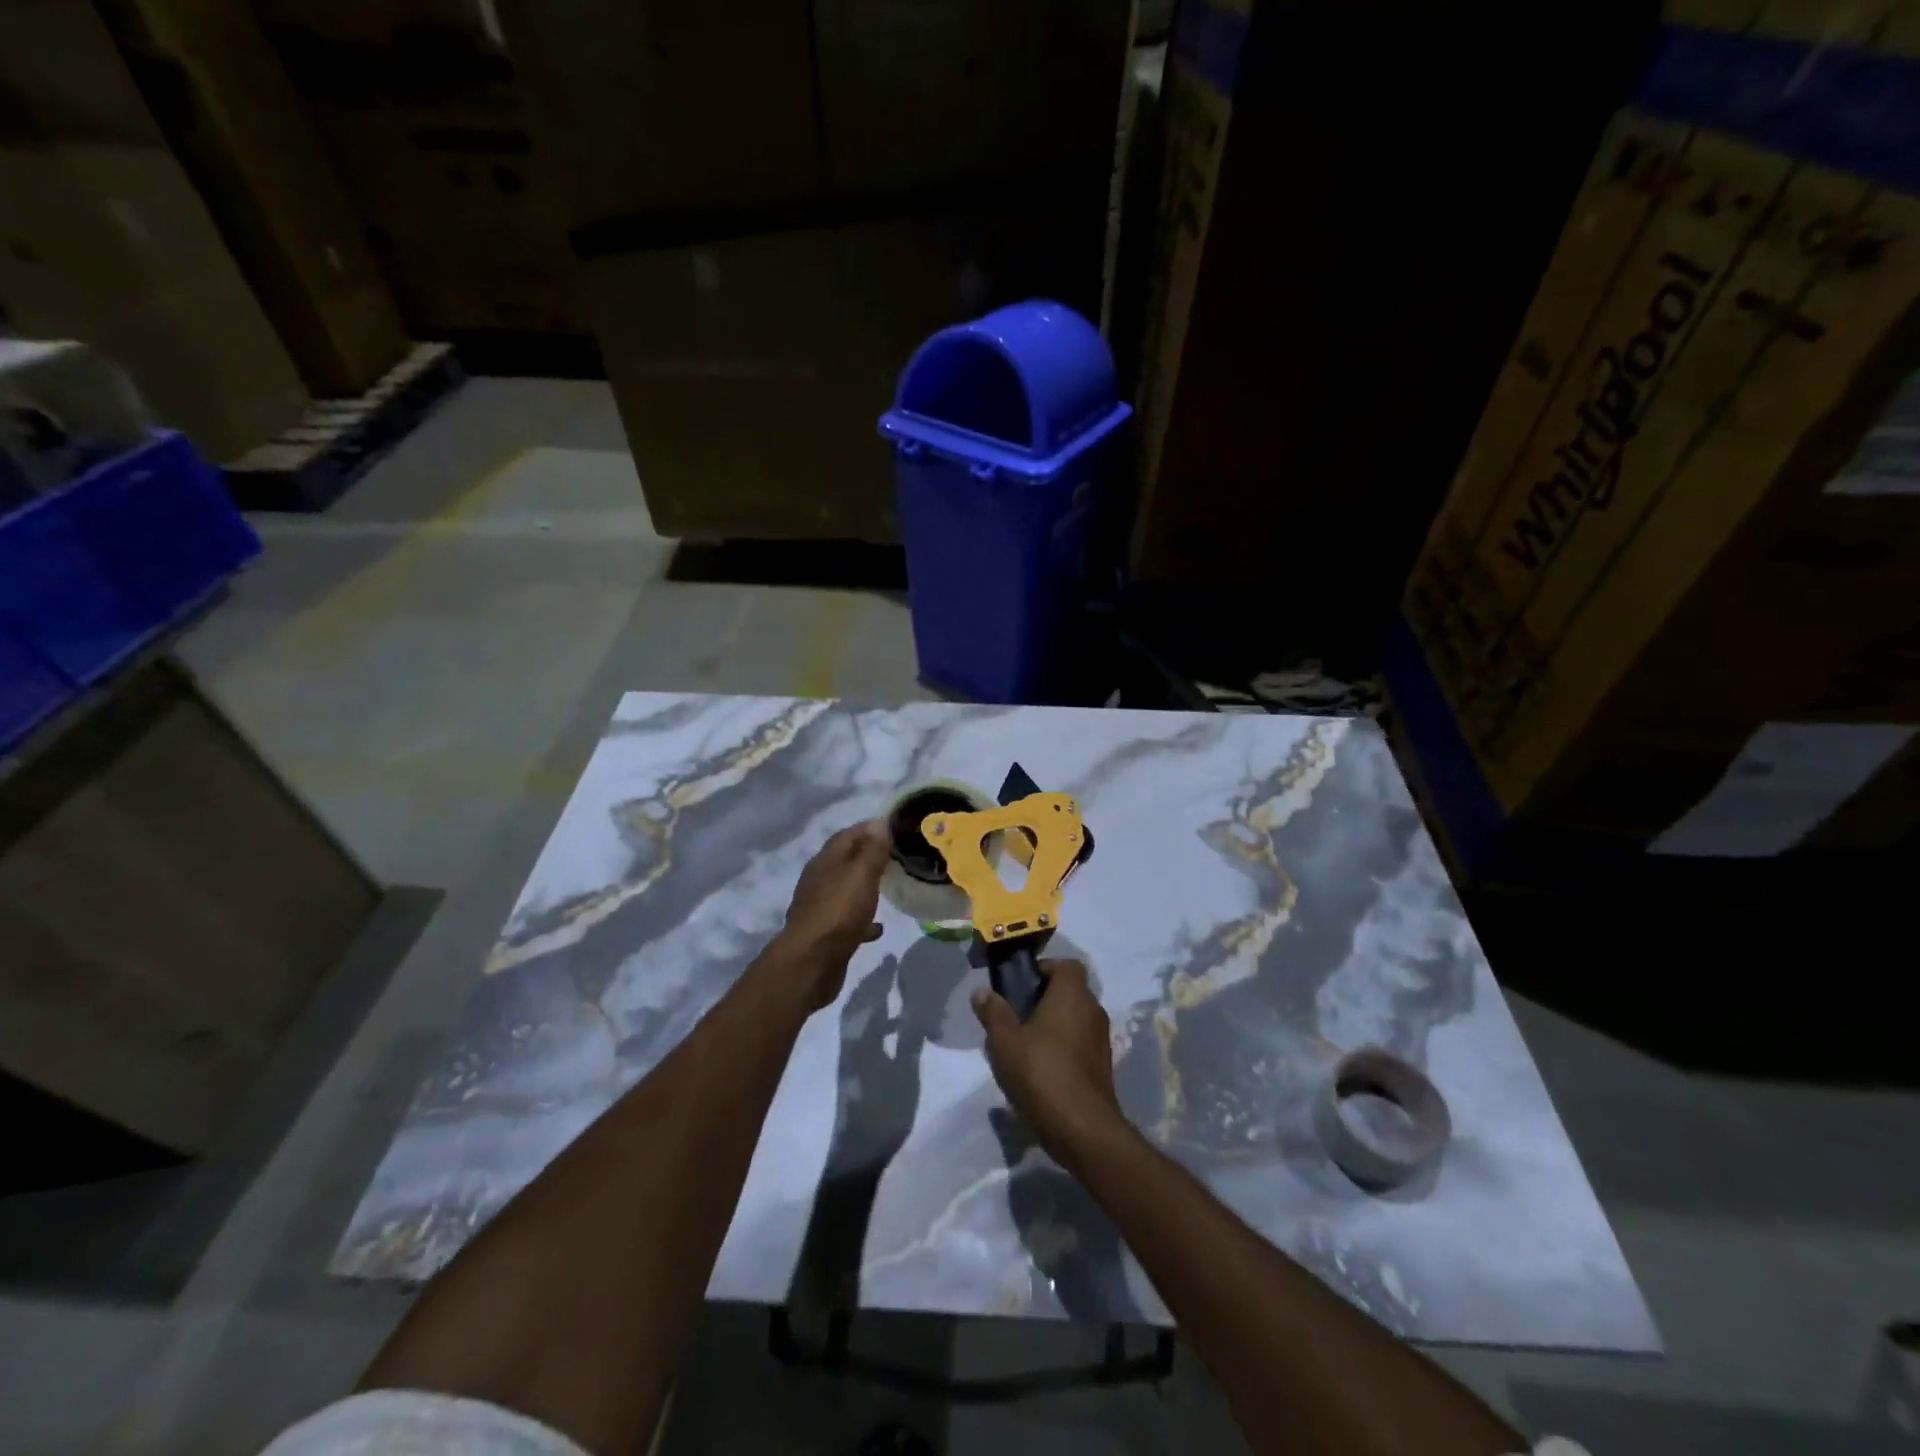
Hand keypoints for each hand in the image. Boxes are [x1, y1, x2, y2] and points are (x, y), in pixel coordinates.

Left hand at [774, 820, 889, 1008]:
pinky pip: (848, 919)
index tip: (895, 827)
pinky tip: (879, 926)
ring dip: (865, 886)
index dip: (870, 828)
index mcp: (826, 861)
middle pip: (846, 860)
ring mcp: (821, 908)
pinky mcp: (826, 934)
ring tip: (890, 886)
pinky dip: (863, 918)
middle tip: (897, 856)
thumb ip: (873, 850)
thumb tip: (881, 824)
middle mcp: (820, 880)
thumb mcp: (861, 874)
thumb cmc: (838, 912)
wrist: (810, 963)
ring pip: (847, 889)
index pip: (848, 834)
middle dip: (869, 856)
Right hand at [972, 960, 1123, 1162]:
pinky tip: (1040, 1070)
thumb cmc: (1041, 1073)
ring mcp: (1101, 1040)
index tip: (1020, 986)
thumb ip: (993, 1013)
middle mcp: (1092, 1010)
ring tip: (1023, 1046)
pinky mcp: (1103, 1066)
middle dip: (1044, 1000)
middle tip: (1015, 1017)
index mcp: (1072, 994)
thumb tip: (982, 992)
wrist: (1082, 1128)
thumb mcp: (1005, 1042)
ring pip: (1074, 1020)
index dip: (1044, 970)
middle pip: (1069, 992)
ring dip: (1053, 1026)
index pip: (1066, 965)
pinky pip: (1080, 1044)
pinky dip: (1063, 1049)